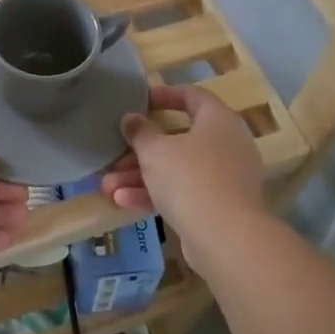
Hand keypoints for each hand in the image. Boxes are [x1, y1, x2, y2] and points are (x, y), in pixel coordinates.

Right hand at [101, 86, 265, 256]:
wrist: (225, 238)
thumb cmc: (189, 178)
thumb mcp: (155, 150)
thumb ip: (140, 132)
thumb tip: (132, 119)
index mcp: (218, 121)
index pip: (193, 96)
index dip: (166, 95)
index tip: (141, 101)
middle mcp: (226, 146)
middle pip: (178, 139)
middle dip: (141, 150)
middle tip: (115, 155)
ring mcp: (224, 179)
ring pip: (177, 170)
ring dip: (140, 176)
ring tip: (108, 186)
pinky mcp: (218, 208)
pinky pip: (183, 193)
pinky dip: (155, 195)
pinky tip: (122, 202)